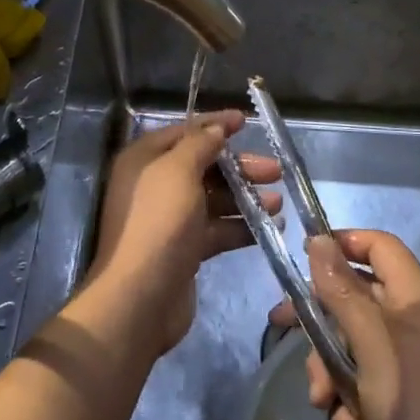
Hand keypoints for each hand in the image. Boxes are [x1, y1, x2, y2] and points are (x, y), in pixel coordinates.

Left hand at [87, 111, 280, 357]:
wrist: (140, 298)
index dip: (215, 125)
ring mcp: (170, 219)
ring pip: (214, 199)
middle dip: (240, 167)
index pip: (185, 132)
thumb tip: (217, 129)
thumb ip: (200, 145)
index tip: (246, 121)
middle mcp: (155, 185)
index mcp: (145, 160)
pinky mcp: (185, 249)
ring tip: (279, 202)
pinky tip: (270, 227)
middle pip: (204, 166)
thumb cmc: (159, 223)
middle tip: (275, 171)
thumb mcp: (179, 171)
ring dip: (246, 198)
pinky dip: (241, 226)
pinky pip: (217, 228)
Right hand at [269, 229, 419, 419]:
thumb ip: (342, 291)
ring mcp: (411, 361)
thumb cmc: (416, 405)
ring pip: (352, 346)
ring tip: (325, 405)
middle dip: (321, 325)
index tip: (304, 260)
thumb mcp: (370, 344)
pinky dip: (352, 406)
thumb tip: (318, 240)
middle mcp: (413, 321)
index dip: (342, 243)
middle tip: (285, 333)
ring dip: (332, 374)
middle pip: (355, 298)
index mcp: (414, 297)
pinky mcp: (405, 398)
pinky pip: (366, 384)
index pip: (378, 245)